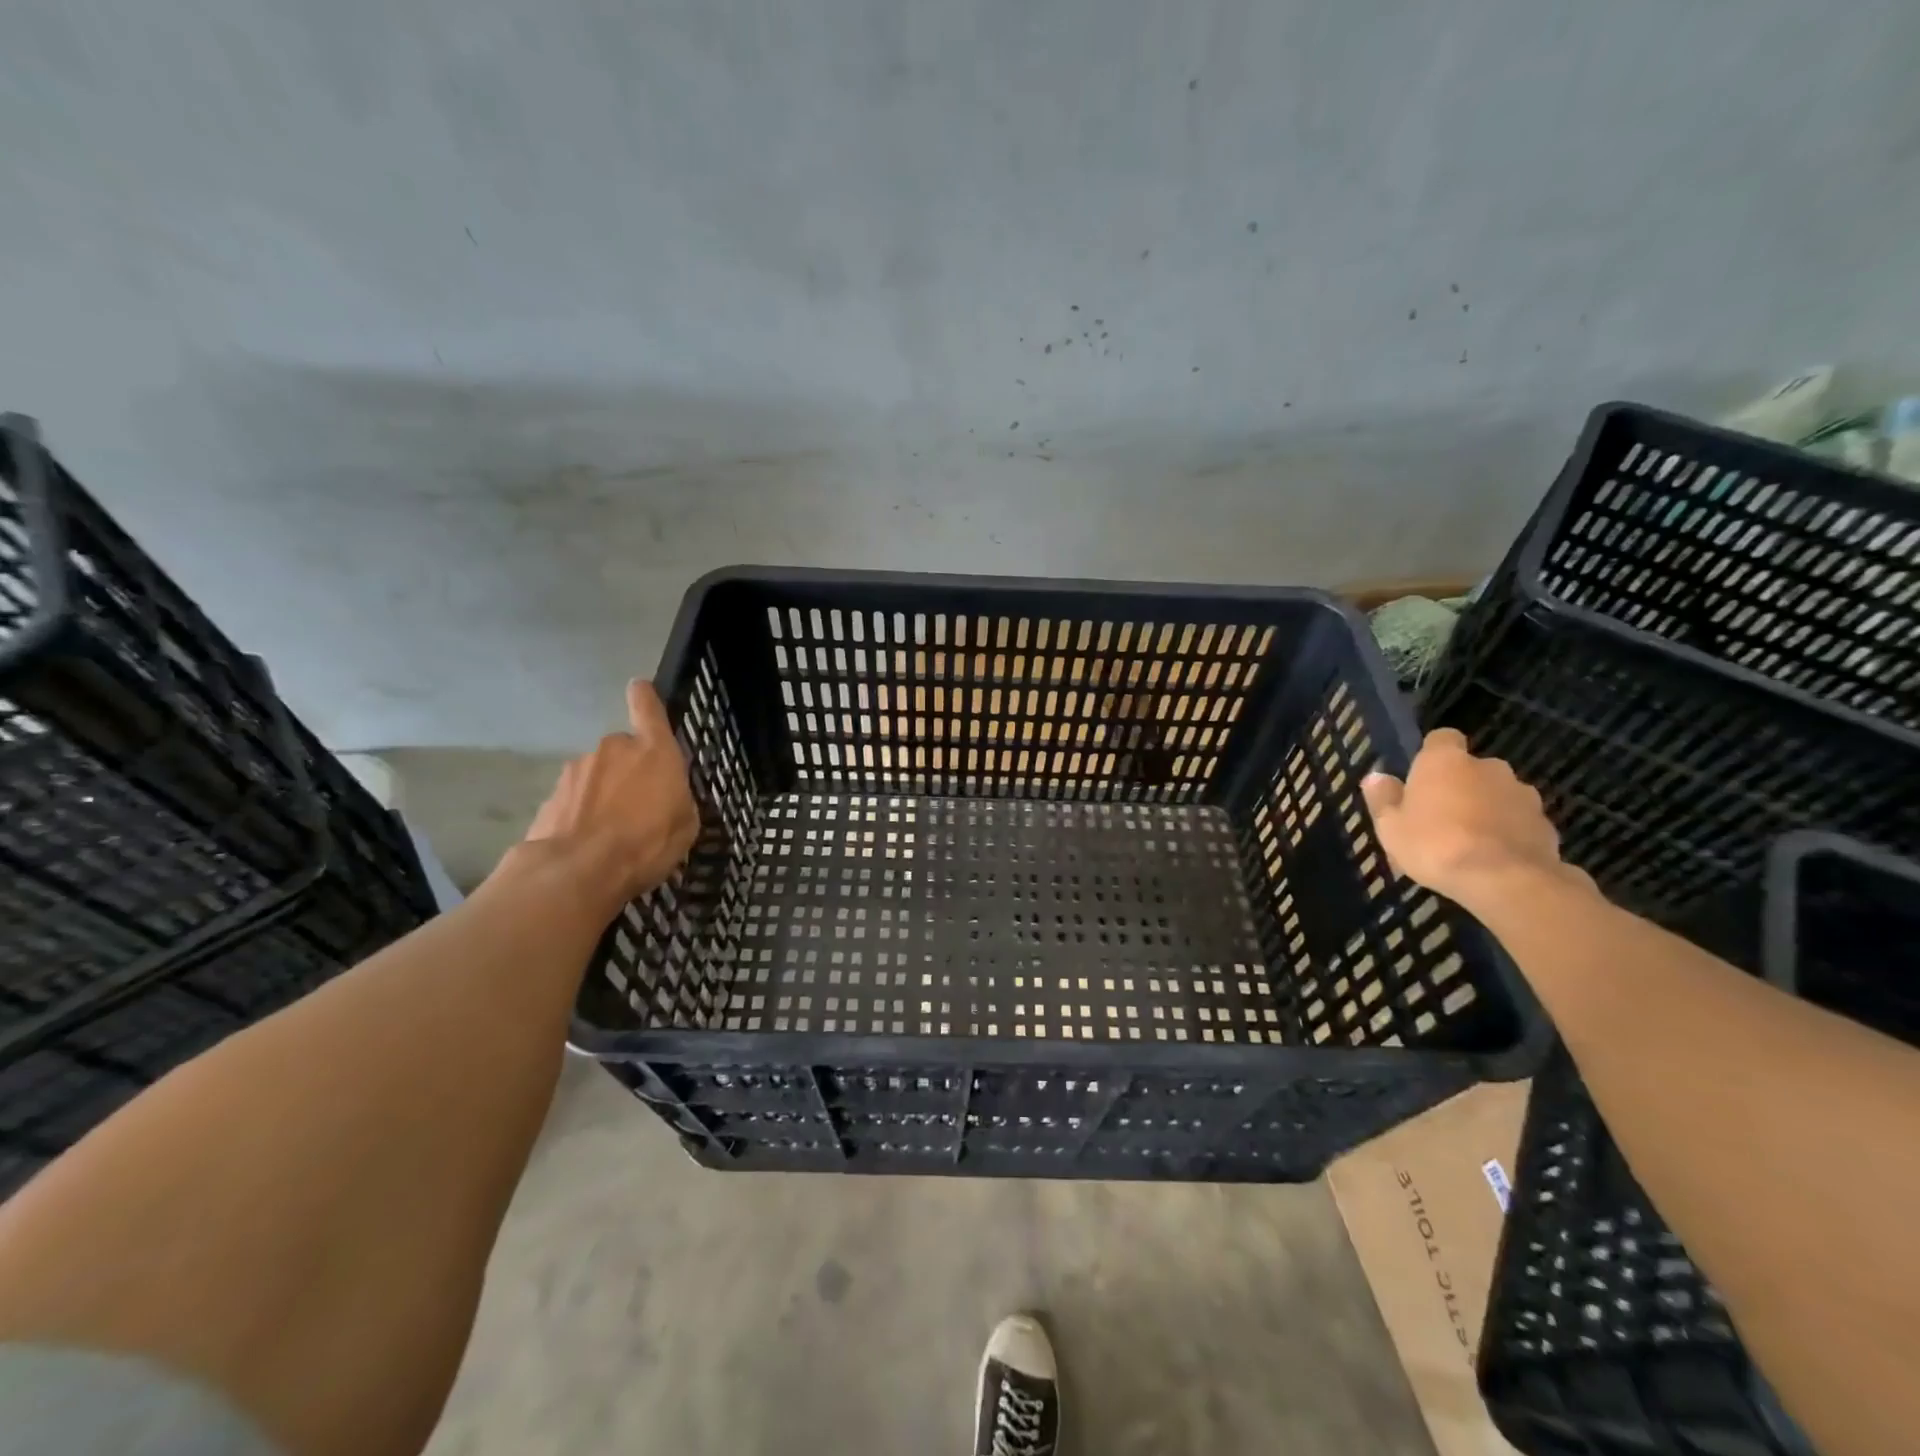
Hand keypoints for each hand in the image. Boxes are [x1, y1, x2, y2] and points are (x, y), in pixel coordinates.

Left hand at [524, 680, 698, 901]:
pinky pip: (576, 799)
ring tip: (613, 833)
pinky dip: (583, 814)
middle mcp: (614, 749)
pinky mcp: (551, 796)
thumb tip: (667, 797)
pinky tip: (589, 844)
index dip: (644, 696)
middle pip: (624, 751)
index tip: (639, 688)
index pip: (647, 707)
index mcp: (654, 751)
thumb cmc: (646, 844)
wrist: (576, 872)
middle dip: (630, 771)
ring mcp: (578, 770)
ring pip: (598, 776)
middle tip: (639, 807)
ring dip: (605, 794)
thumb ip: (677, 800)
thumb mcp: (685, 825)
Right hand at [1360, 728, 1590, 909]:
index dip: (1432, 755)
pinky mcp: (1546, 823)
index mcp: (1445, 761)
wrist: (1505, 880)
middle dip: (1460, 786)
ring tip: (1469, 843)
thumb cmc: (1434, 845)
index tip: (1422, 778)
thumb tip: (1376, 777)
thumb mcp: (1390, 826)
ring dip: (1486, 809)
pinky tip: (1494, 859)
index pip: (1442, 738)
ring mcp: (1522, 794)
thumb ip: (1383, 799)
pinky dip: (1508, 833)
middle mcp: (1488, 767)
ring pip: (1498, 795)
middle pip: (1472, 769)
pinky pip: (1519, 821)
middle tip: (1440, 818)